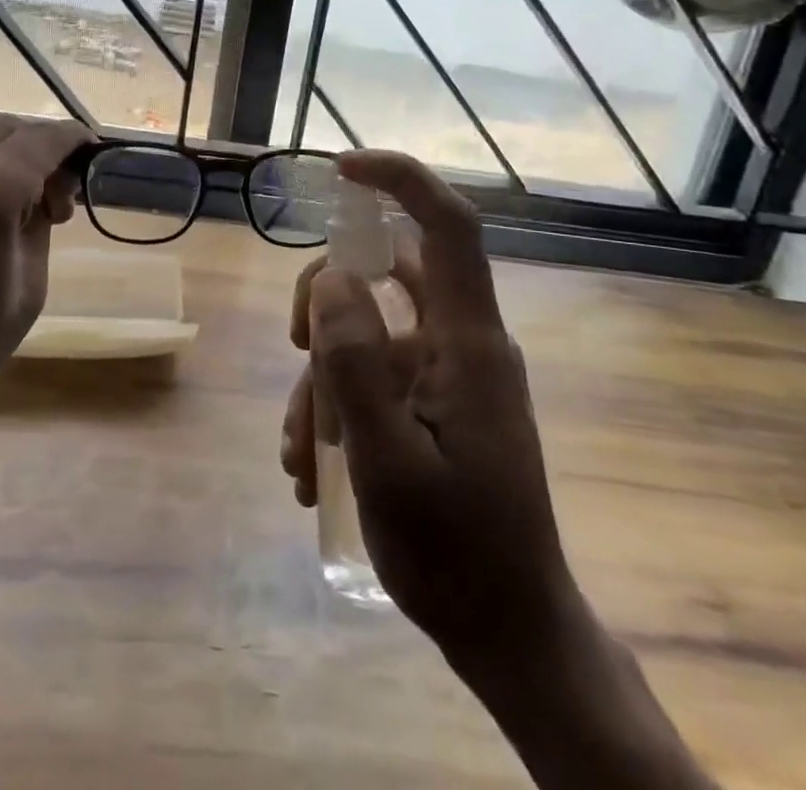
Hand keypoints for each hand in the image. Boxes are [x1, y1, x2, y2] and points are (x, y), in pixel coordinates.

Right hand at [279, 151, 574, 670]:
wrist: (510, 635)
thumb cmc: (456, 555)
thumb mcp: (387, 463)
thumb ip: (357, 364)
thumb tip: (331, 277)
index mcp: (468, 343)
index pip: (447, 227)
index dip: (399, 181)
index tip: (340, 169)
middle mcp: (463, 343)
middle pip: (387, 274)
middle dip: (328, 302)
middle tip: (295, 349)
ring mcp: (450, 374)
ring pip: (370, 332)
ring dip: (325, 377)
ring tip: (301, 454)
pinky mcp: (437, 403)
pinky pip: (376, 374)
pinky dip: (339, 403)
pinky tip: (314, 466)